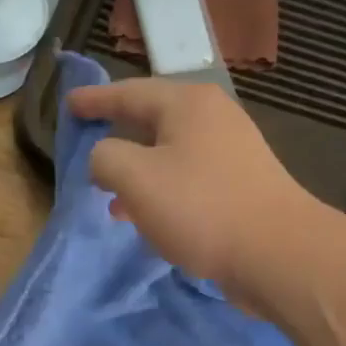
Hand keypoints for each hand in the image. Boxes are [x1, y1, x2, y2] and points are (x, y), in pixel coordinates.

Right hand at [66, 78, 323, 300]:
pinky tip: (148, 218)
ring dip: (138, 172)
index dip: (94, 100)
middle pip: (152, 120)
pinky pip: (188, 180)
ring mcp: (232, 153)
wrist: (277, 253)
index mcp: (187, 104)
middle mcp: (213, 118)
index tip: (68, 105)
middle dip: (117, 136)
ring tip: (109, 196)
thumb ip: (105, 158)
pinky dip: (161, 192)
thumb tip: (105, 157)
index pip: (128, 92)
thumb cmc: (200, 208)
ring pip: (169, 154)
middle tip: (88, 146)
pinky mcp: (241, 187)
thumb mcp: (135, 178)